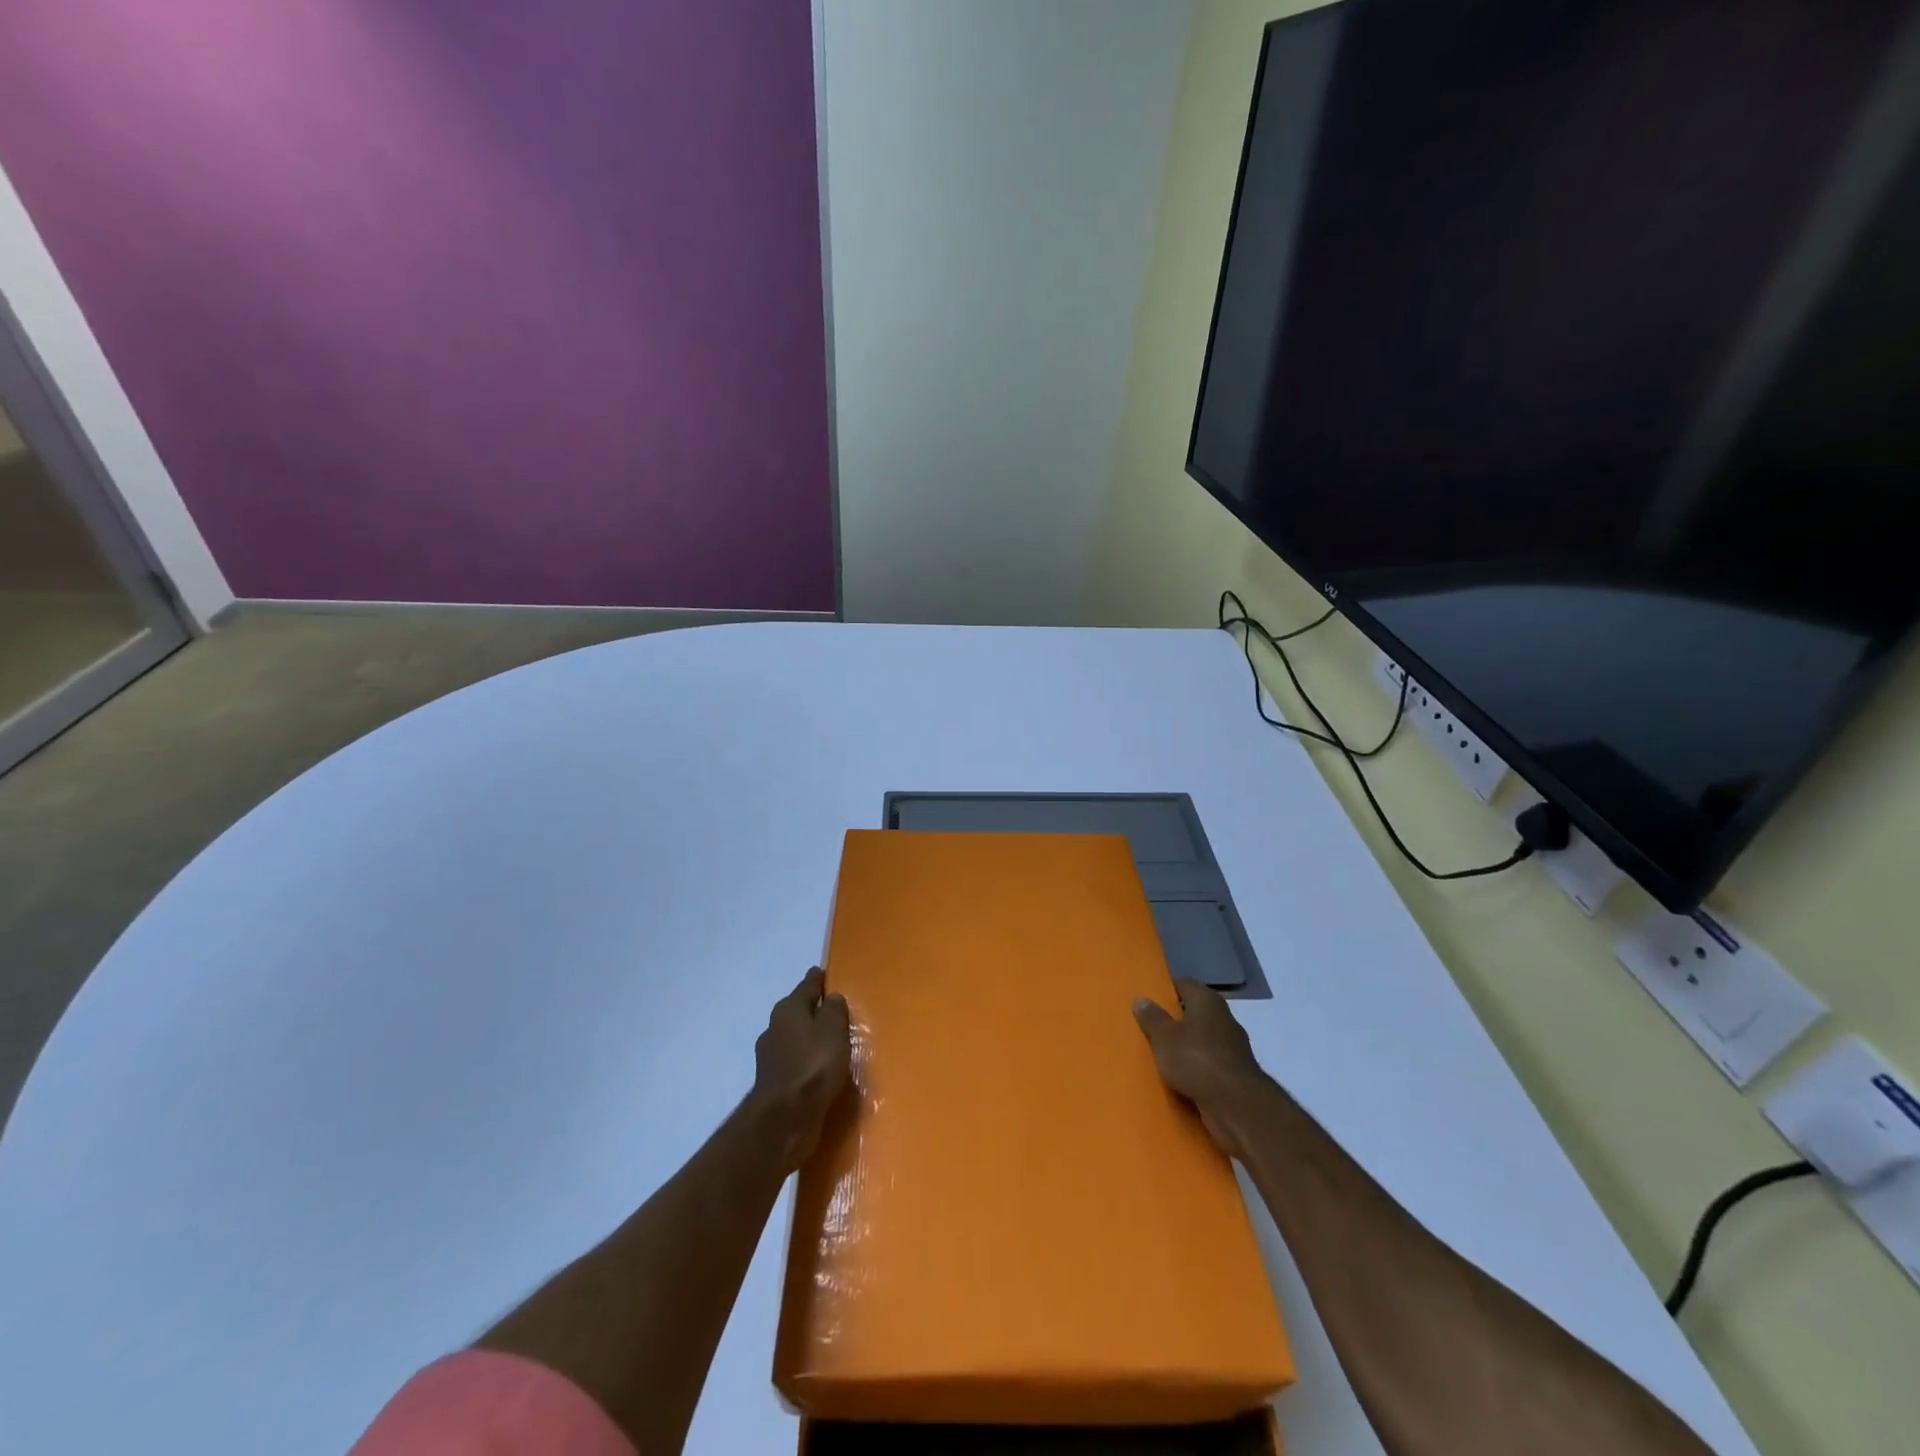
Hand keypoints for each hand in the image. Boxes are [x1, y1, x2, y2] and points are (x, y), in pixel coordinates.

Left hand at [751, 967, 852, 1171]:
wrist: (785, 1119)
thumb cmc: (813, 1065)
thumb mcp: (833, 1029)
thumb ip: (834, 1010)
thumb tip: (831, 998)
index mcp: (788, 1009)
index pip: (806, 986)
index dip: (817, 979)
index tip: (823, 972)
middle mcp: (775, 1028)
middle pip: (797, 1011)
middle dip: (812, 1008)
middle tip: (832, 1007)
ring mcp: (771, 1057)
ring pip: (795, 1037)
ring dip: (809, 1037)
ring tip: (830, 1041)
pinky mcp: (775, 1083)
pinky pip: (795, 1062)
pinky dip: (806, 1061)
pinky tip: (819, 1069)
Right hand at [1134, 978, 1268, 1159]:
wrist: (1236, 1106)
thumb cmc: (1196, 1059)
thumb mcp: (1164, 1037)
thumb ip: (1152, 1018)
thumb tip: (1141, 999)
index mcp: (1207, 1001)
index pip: (1184, 985)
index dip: (1165, 990)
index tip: (1147, 998)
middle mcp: (1223, 1019)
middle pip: (1193, 1013)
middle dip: (1173, 1021)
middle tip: (1148, 1027)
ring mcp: (1232, 1048)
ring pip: (1201, 1041)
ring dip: (1184, 1048)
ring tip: (1158, 1055)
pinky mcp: (1234, 1075)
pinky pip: (1208, 1066)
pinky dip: (1195, 1070)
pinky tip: (1177, 1079)